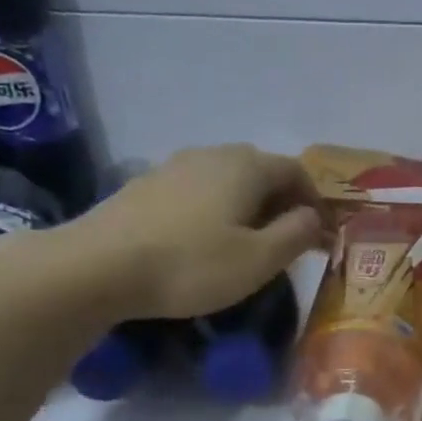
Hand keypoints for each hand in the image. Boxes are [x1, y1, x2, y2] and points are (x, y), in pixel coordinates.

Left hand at [50, 144, 323, 320]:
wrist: (97, 266)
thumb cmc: (192, 264)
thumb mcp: (260, 258)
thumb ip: (297, 233)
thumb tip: (313, 216)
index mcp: (247, 166)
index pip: (297, 171)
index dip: (316, 201)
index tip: (323, 235)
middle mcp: (213, 154)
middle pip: (262, 171)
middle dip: (284, 202)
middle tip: (291, 240)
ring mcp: (174, 166)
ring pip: (228, 180)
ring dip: (250, 206)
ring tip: (251, 242)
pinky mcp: (146, 185)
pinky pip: (199, 191)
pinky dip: (218, 209)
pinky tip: (207, 240)